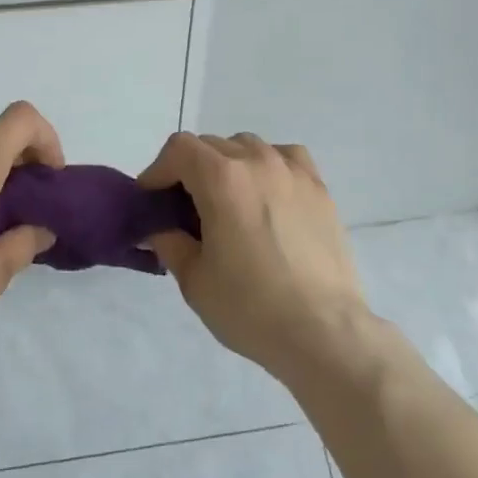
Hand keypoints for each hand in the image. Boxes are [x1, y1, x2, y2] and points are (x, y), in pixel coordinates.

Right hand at [139, 132, 371, 382]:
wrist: (324, 332)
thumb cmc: (251, 307)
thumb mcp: (195, 280)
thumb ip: (170, 244)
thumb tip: (160, 230)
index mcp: (222, 178)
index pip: (179, 149)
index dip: (159, 170)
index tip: (153, 199)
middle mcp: (258, 161)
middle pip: (212, 145)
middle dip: (190, 170)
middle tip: (185, 209)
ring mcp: (293, 171)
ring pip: (248, 146)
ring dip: (229, 164)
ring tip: (229, 202)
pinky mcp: (320, 188)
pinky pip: (286, 157)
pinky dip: (268, 165)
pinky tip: (268, 193)